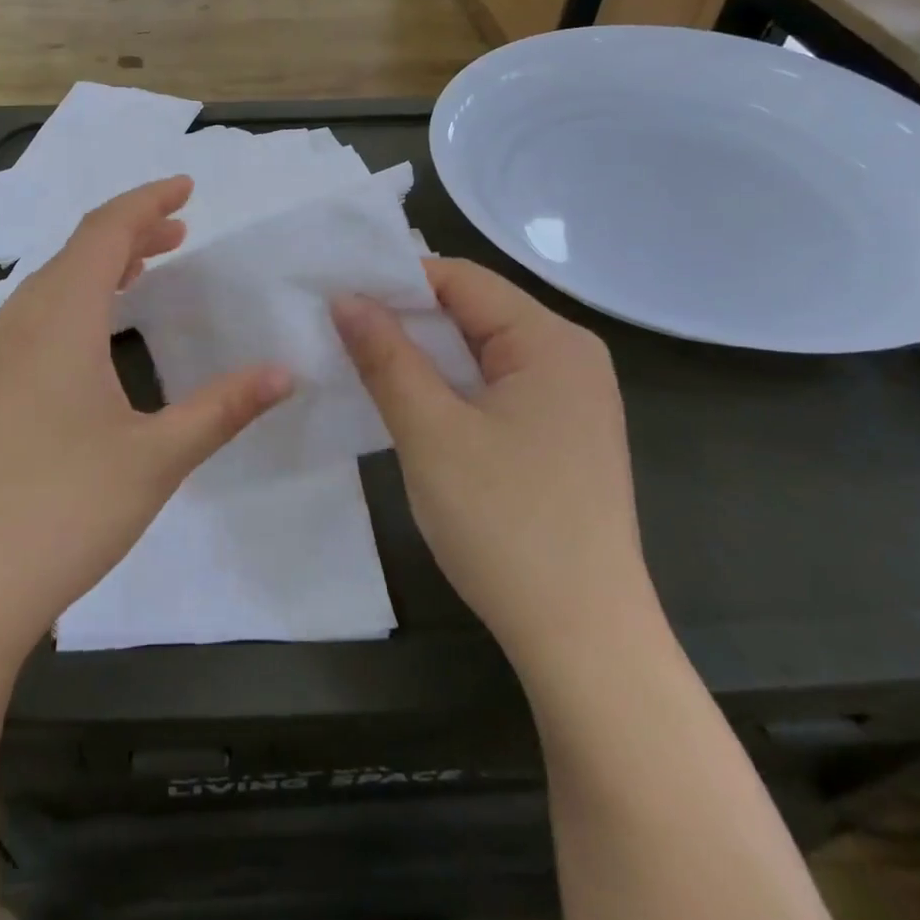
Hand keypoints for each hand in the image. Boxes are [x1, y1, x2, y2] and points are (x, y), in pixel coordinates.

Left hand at [0, 176, 293, 665]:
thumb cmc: (62, 511)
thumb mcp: (156, 458)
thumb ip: (223, 408)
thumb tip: (286, 373)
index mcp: (59, 318)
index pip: (106, 231)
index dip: (148, 201)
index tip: (187, 187)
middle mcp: (17, 324)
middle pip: (76, 252)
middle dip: (131, 233)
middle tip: (179, 231)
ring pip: (49, 288)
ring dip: (100, 269)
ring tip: (144, 273)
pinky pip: (31, 323)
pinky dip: (73, 306)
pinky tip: (92, 343)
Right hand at [332, 259, 651, 673]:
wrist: (584, 640)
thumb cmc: (505, 524)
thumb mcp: (430, 432)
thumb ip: (385, 357)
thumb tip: (345, 298)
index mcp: (551, 341)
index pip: (461, 279)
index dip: (395, 280)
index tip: (335, 294)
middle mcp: (569, 357)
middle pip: (473, 312)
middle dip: (405, 318)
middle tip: (336, 328)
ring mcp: (569, 400)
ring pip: (479, 352)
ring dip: (422, 355)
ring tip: (359, 361)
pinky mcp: (559, 436)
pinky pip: (493, 388)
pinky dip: (447, 387)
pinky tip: (407, 402)